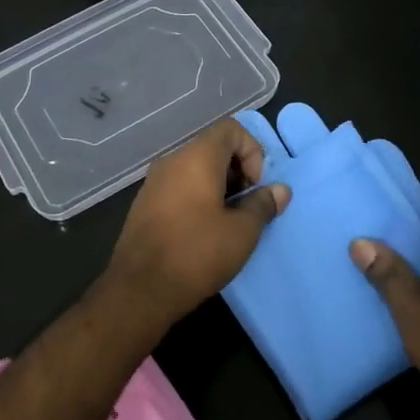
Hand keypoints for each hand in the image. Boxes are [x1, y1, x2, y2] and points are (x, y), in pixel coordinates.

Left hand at [101, 118, 289, 336]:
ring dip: (219, 187)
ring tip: (229, 221)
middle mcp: (172, 161)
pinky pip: (179, 186)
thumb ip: (263, 205)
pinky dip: (198, 197)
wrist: (139, 290)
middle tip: (246, 207)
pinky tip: (204, 231)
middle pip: (213, 147)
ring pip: (195, 168)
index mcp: (196, 158)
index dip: (252, 151)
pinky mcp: (145, 204)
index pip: (231, 129)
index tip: (254, 187)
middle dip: (238, 171)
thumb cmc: (196, 254)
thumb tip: (280, 190)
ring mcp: (154, 182)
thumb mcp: (242, 232)